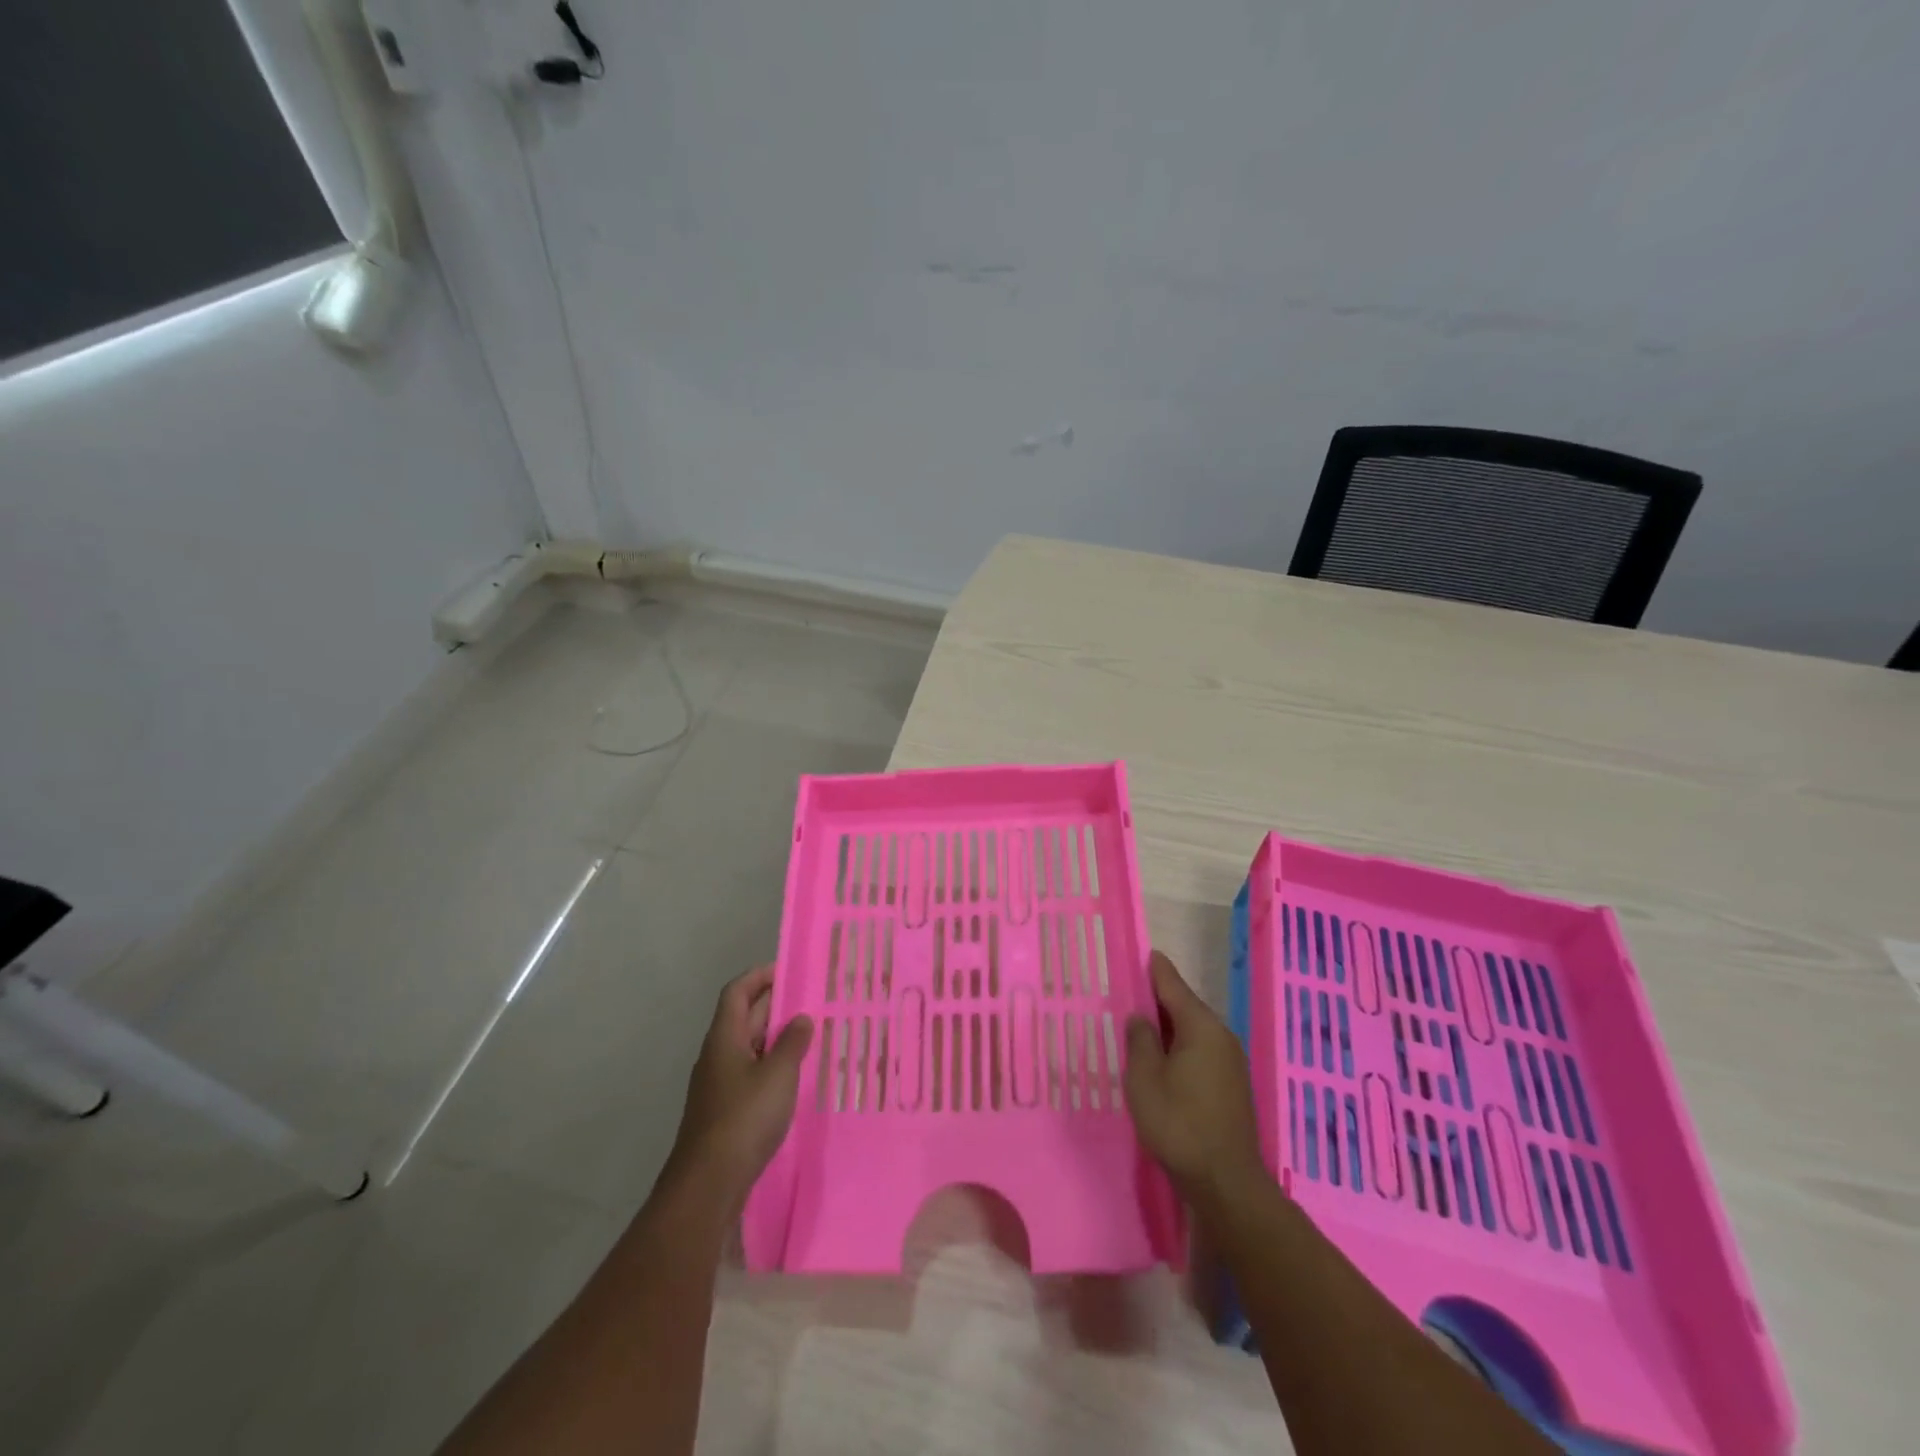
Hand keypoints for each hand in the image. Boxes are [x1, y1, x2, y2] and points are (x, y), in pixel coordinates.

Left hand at [664, 966, 812, 1209]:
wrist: (708, 1184)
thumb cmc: (744, 1118)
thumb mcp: (778, 1074)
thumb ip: (792, 1043)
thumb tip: (801, 1018)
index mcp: (724, 1038)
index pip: (738, 992)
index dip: (760, 976)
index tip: (788, 969)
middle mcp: (717, 1055)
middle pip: (743, 1017)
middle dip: (774, 1004)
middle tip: (810, 998)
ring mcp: (719, 1085)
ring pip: (749, 1047)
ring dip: (775, 1036)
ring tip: (810, 1034)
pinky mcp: (725, 1111)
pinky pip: (750, 1073)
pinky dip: (772, 1065)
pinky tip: (794, 1077)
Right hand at [1123, 951, 1266, 1202]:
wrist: (1226, 1184)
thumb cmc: (1179, 1124)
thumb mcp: (1145, 1079)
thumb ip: (1140, 1041)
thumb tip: (1141, 1017)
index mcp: (1201, 1027)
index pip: (1173, 985)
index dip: (1155, 969)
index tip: (1142, 952)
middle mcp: (1221, 1037)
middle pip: (1185, 1007)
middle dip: (1158, 1000)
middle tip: (1128, 991)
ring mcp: (1230, 1063)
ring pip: (1192, 1032)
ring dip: (1167, 1028)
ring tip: (1138, 1026)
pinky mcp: (1230, 1087)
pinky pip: (1199, 1052)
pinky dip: (1179, 1048)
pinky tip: (1160, 1060)